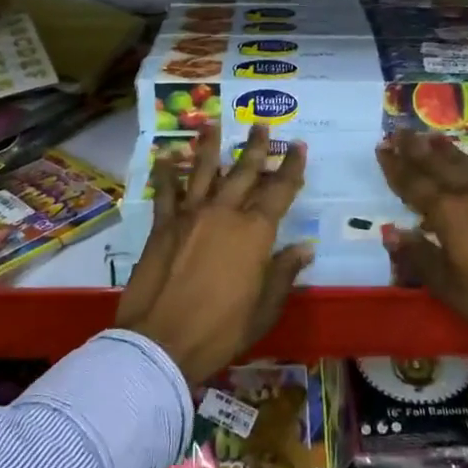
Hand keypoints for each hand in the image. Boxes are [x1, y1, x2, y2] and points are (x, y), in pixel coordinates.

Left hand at [116, 123, 310, 383]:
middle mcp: (224, 213)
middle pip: (243, 172)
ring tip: (213, 124)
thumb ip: (284, 272)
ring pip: (203, 171)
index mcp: (254, 233)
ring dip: (210, 147)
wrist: (161, 342)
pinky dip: (166, 173)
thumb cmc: (221, 330)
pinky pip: (166, 192)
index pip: (280, 191)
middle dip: (255, 147)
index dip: (291, 167)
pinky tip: (165, 156)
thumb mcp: (264, 309)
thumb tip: (305, 247)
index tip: (298, 145)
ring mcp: (191, 216)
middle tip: (260, 124)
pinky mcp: (163, 226)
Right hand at [376, 131, 467, 352]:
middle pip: (437, 165)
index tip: (381, 148)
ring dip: (445, 149)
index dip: (395, 167)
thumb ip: (419, 256)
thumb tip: (390, 232)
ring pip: (466, 162)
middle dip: (415, 149)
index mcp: (447, 213)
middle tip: (399, 131)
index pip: (413, 184)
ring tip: (430, 136)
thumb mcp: (450, 287)